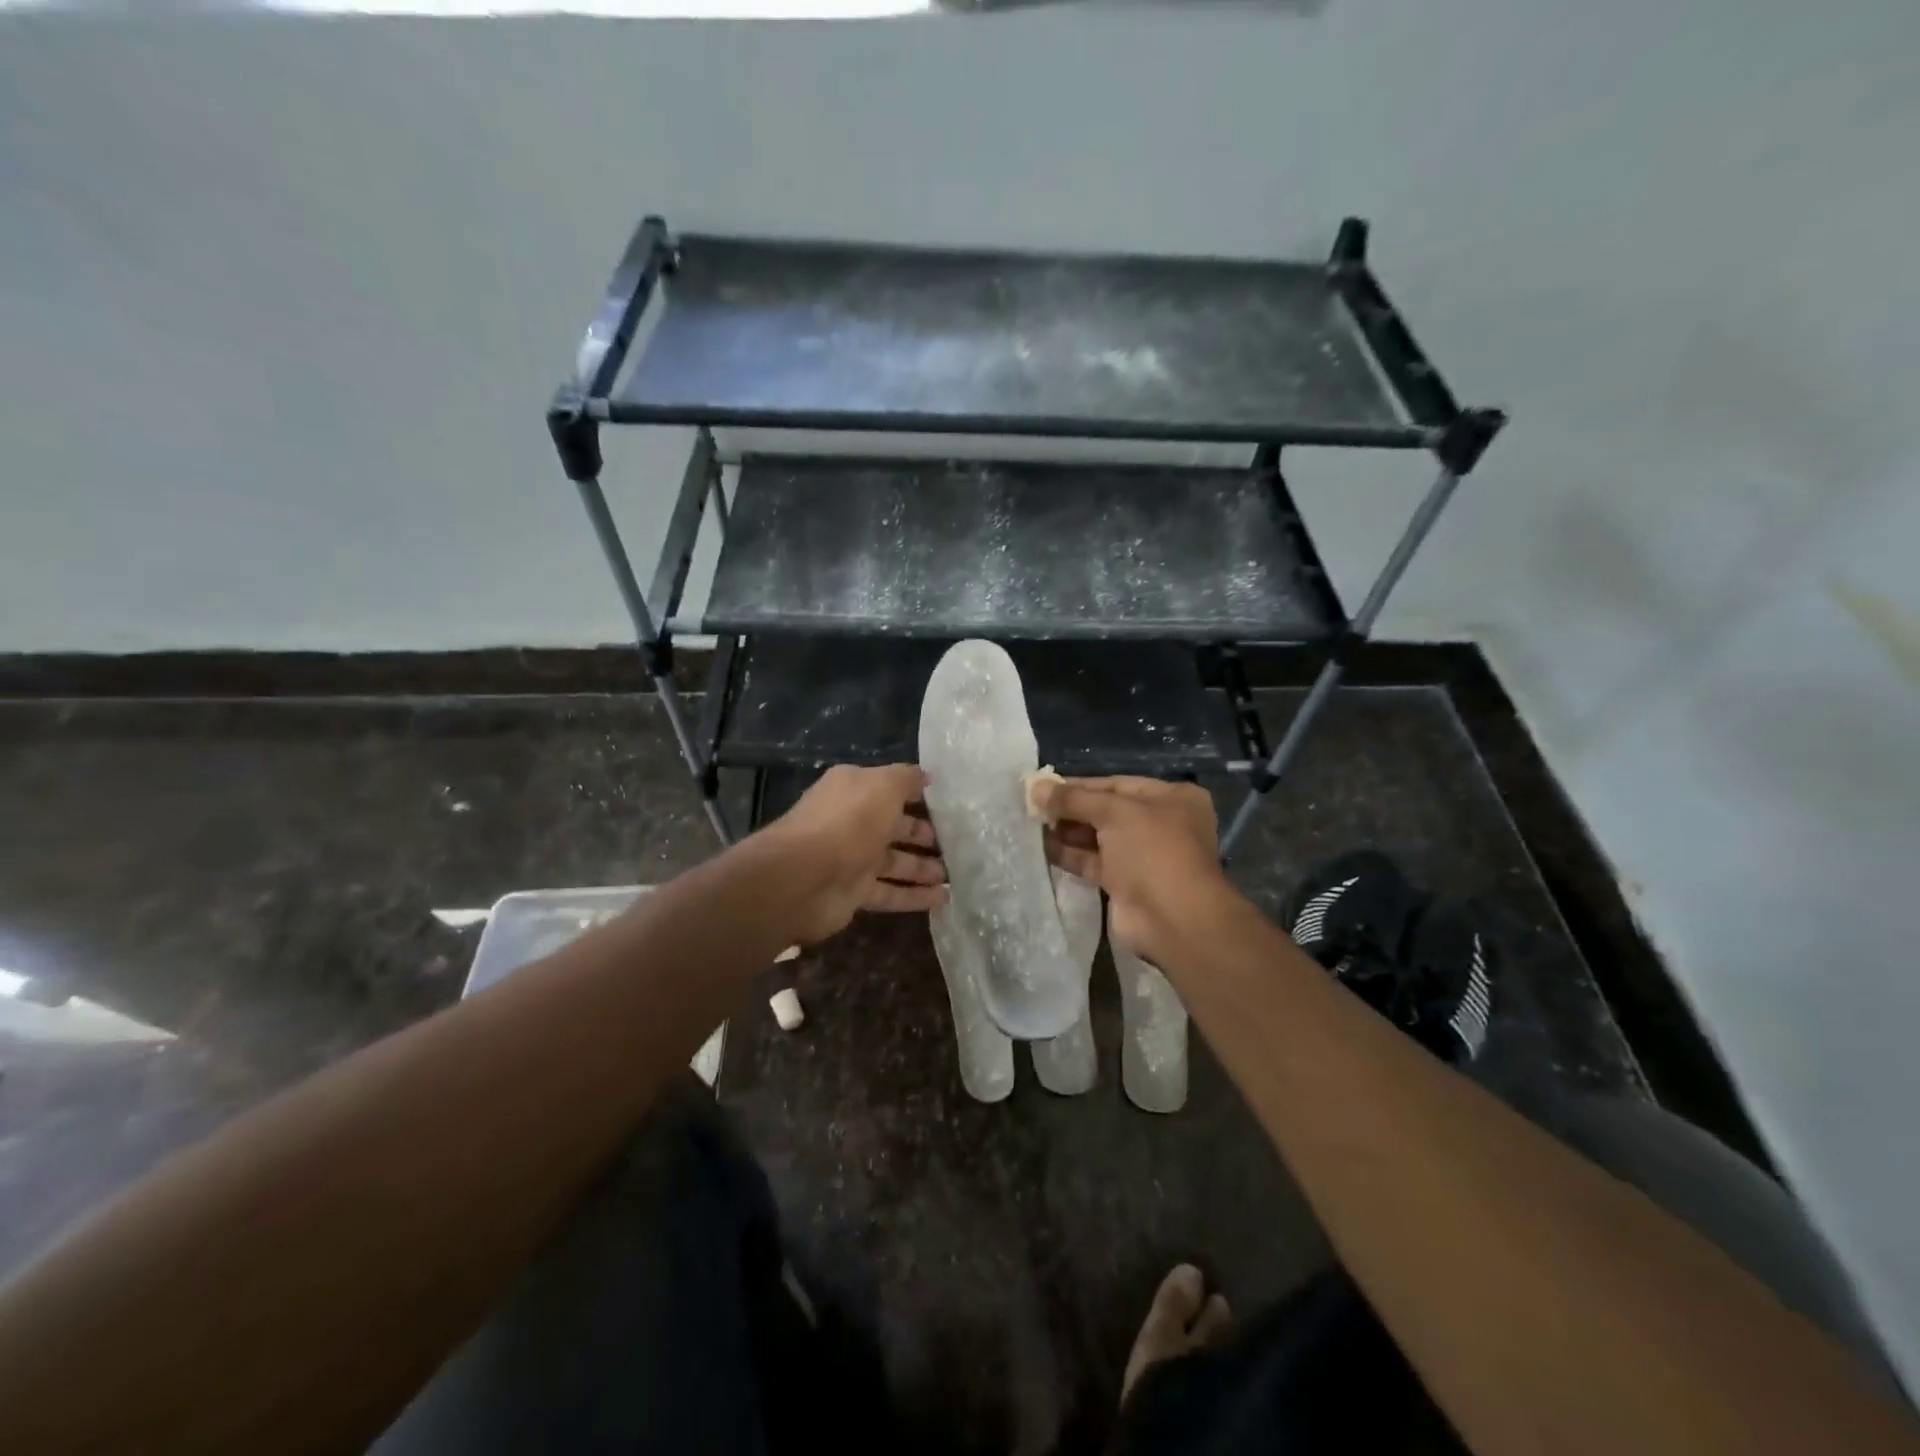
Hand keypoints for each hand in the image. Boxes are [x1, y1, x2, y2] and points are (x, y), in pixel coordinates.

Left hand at [767, 764, 947, 943]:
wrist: (803, 878)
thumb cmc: (848, 822)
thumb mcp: (884, 786)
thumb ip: (906, 779)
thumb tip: (925, 777)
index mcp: (853, 790)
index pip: (888, 788)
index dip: (914, 794)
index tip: (944, 803)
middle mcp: (851, 822)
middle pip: (892, 827)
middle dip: (920, 834)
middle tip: (953, 842)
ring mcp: (851, 859)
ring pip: (894, 862)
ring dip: (922, 868)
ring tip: (953, 875)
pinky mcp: (853, 893)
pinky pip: (891, 893)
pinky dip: (915, 896)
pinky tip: (943, 899)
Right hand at [1033, 776, 1228, 962]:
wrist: (1172, 920)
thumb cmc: (1152, 851)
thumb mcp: (1114, 812)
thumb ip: (1073, 799)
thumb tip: (1035, 787)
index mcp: (1171, 798)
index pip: (1116, 784)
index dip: (1078, 785)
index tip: (1043, 786)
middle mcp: (1160, 824)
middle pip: (1105, 810)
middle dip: (1069, 809)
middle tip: (1031, 806)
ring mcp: (1143, 856)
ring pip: (1097, 837)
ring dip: (1065, 831)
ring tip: (1029, 824)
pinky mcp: (1125, 883)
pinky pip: (1092, 862)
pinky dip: (1069, 854)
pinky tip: (1040, 847)